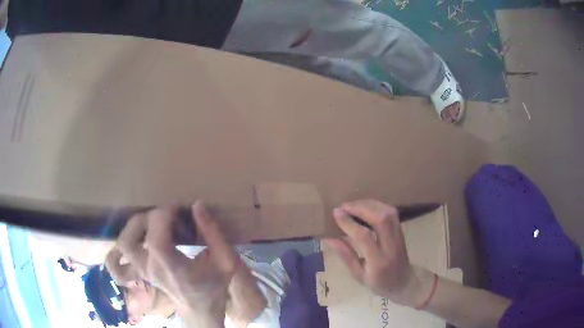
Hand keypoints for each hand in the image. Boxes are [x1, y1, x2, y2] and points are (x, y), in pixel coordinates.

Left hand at [107, 201, 237, 326]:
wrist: (202, 311)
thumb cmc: (214, 287)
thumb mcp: (225, 261)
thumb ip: (213, 233)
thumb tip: (197, 206)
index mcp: (171, 267)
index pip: (155, 235)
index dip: (163, 214)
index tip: (177, 208)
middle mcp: (150, 269)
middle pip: (130, 238)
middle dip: (146, 217)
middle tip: (164, 215)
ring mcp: (141, 273)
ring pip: (122, 246)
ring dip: (132, 228)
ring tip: (149, 222)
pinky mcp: (139, 274)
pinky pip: (116, 265)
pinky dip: (117, 251)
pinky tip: (128, 240)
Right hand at [326, 199, 433, 306]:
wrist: (404, 283)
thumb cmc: (379, 284)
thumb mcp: (358, 275)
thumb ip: (346, 255)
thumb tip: (329, 237)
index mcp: (378, 262)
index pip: (364, 236)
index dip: (349, 223)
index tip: (336, 213)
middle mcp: (391, 246)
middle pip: (381, 218)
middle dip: (361, 208)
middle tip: (344, 206)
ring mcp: (399, 237)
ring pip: (388, 212)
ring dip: (369, 204)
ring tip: (353, 205)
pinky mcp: (401, 231)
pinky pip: (391, 213)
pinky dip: (377, 206)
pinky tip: (366, 207)